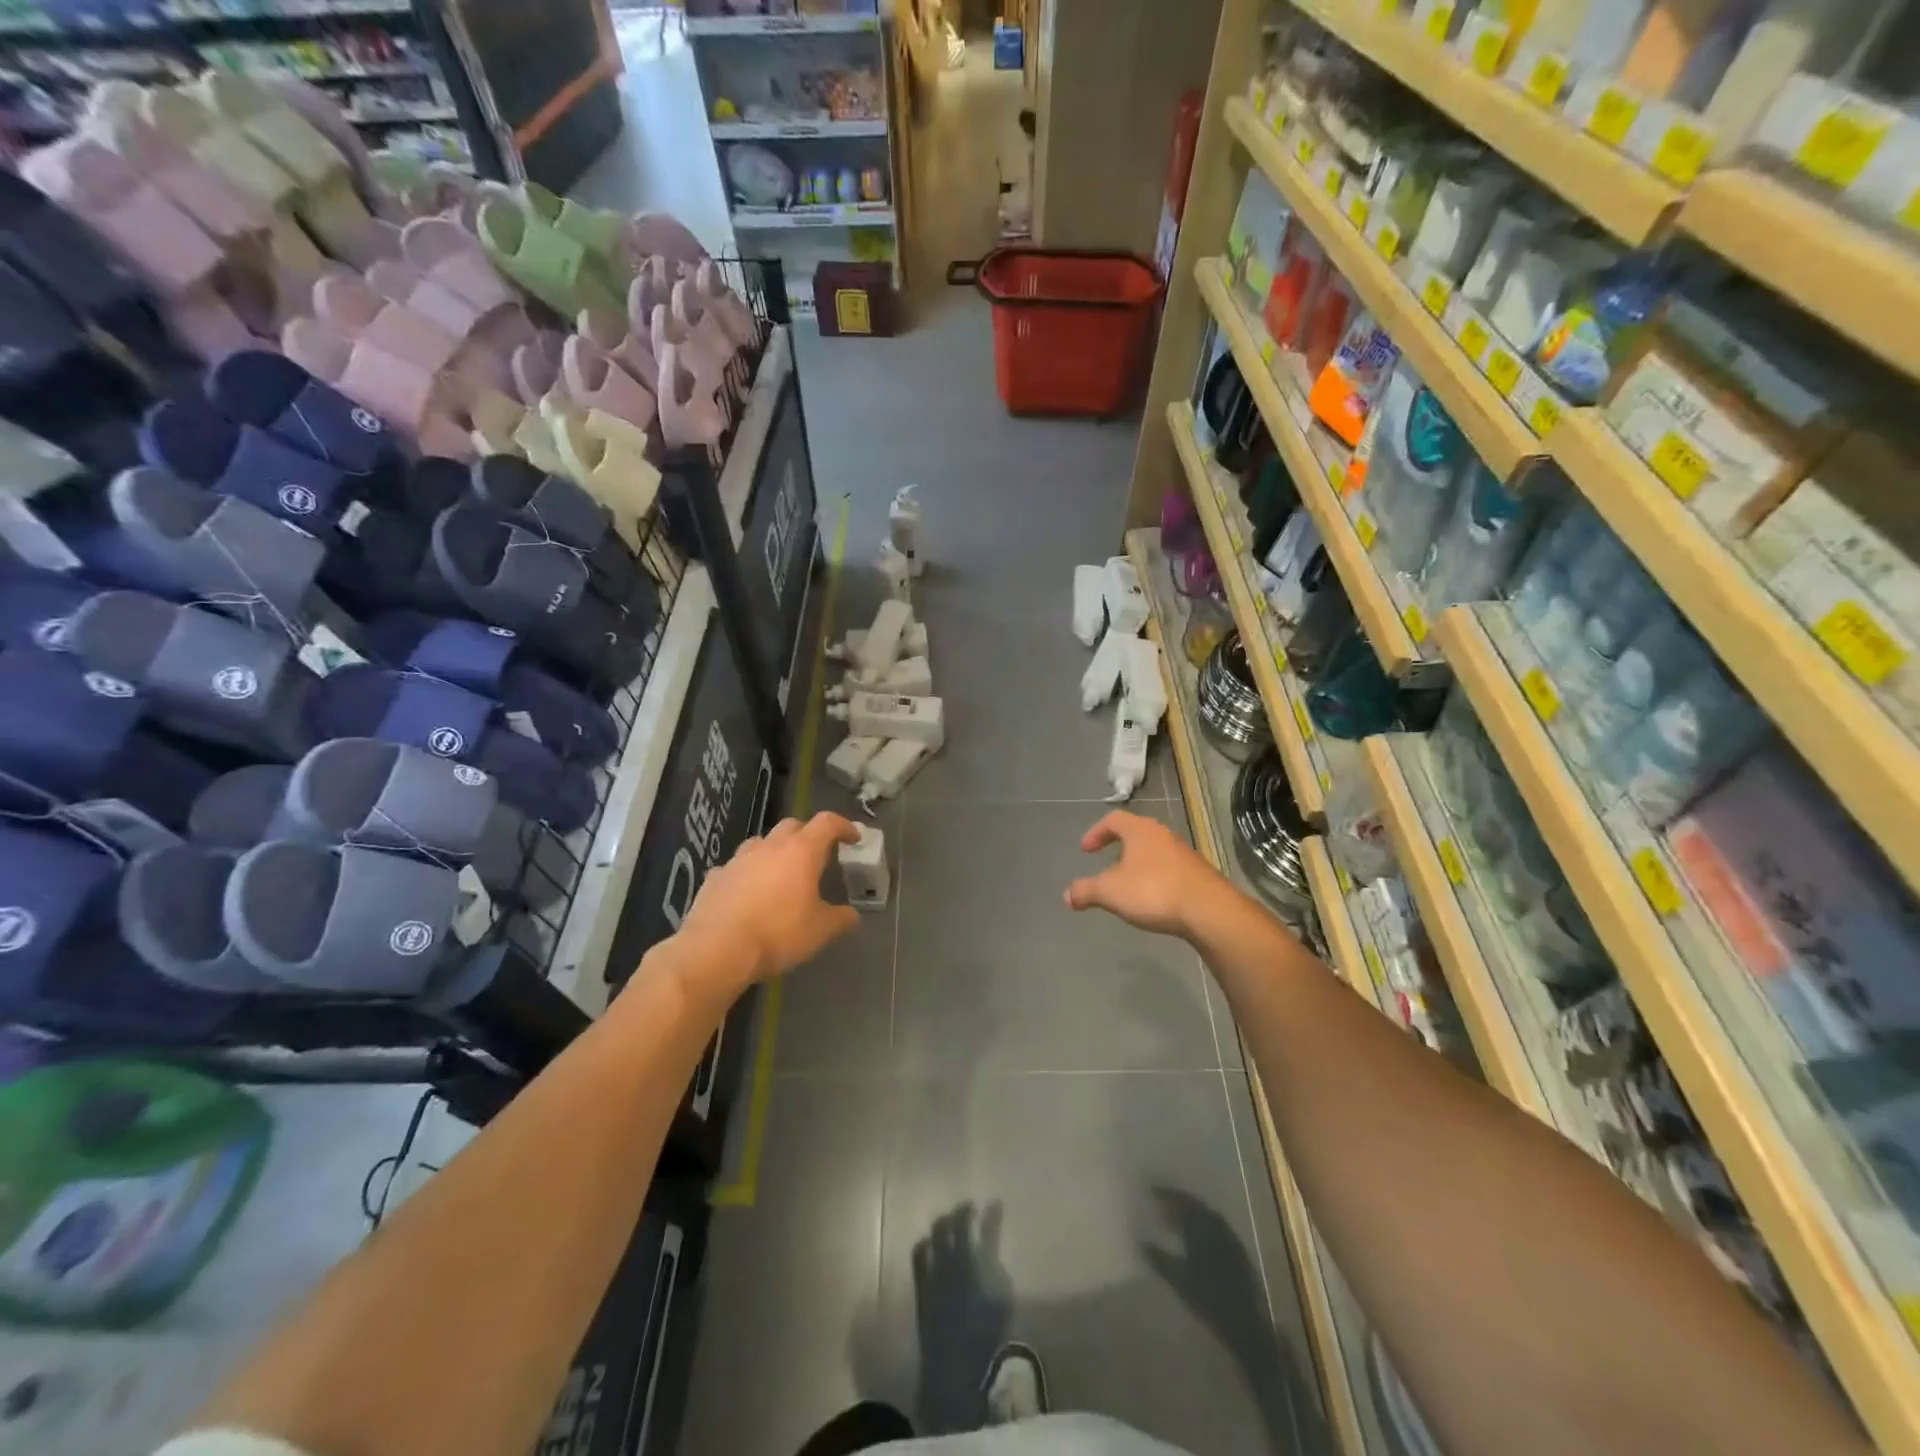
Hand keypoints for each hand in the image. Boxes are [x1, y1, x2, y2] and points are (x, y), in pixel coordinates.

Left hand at [678, 813, 862, 989]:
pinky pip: (736, 867)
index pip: (827, 823)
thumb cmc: (778, 934)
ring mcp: (738, 859)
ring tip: (780, 874)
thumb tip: (851, 915)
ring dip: (774, 851)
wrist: (717, 950)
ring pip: (761, 843)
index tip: (853, 838)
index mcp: (800, 852)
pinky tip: (747, 894)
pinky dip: (747, 874)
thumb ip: (841, 919)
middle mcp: (769, 847)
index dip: (843, 826)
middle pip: (792, 825)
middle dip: (808, 835)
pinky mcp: (714, 877)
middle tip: (816, 856)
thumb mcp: (820, 931)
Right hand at [1064, 811, 1226, 938]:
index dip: (1096, 832)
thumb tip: (1066, 895)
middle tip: (1107, 863)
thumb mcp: (1110, 892)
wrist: (1209, 910)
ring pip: (1154, 851)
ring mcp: (1184, 853)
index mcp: (1140, 830)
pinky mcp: (1198, 874)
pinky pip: (1169, 869)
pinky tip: (1152, 899)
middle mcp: (1163, 835)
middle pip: (1136, 832)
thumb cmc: (1154, 891)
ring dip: (1138, 863)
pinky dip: (1155, 878)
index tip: (1086, 850)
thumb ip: (1086, 891)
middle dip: (1119, 846)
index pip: (1113, 819)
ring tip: (1128, 885)